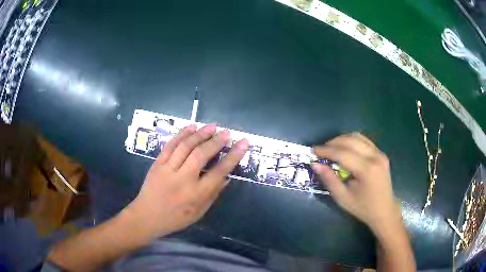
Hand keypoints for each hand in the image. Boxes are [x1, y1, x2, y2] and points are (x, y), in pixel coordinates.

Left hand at [125, 123, 248, 240]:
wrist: (146, 216)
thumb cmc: (175, 218)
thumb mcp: (199, 212)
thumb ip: (213, 194)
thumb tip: (226, 177)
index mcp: (196, 195)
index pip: (219, 172)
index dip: (233, 156)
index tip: (243, 143)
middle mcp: (182, 180)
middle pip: (201, 154)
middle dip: (216, 141)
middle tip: (227, 133)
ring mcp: (167, 169)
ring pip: (185, 146)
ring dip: (200, 134)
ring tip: (212, 126)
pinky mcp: (157, 163)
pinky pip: (170, 145)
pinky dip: (182, 134)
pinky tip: (192, 127)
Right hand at [311, 133, 400, 232]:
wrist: (384, 211)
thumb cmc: (363, 208)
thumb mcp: (343, 198)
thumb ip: (329, 180)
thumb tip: (315, 164)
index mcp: (367, 170)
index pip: (343, 153)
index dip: (326, 150)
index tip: (313, 150)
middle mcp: (375, 157)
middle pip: (351, 140)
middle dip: (333, 142)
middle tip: (321, 150)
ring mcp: (380, 153)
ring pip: (358, 137)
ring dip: (342, 139)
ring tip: (331, 148)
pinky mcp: (381, 154)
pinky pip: (364, 141)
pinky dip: (352, 141)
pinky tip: (345, 149)